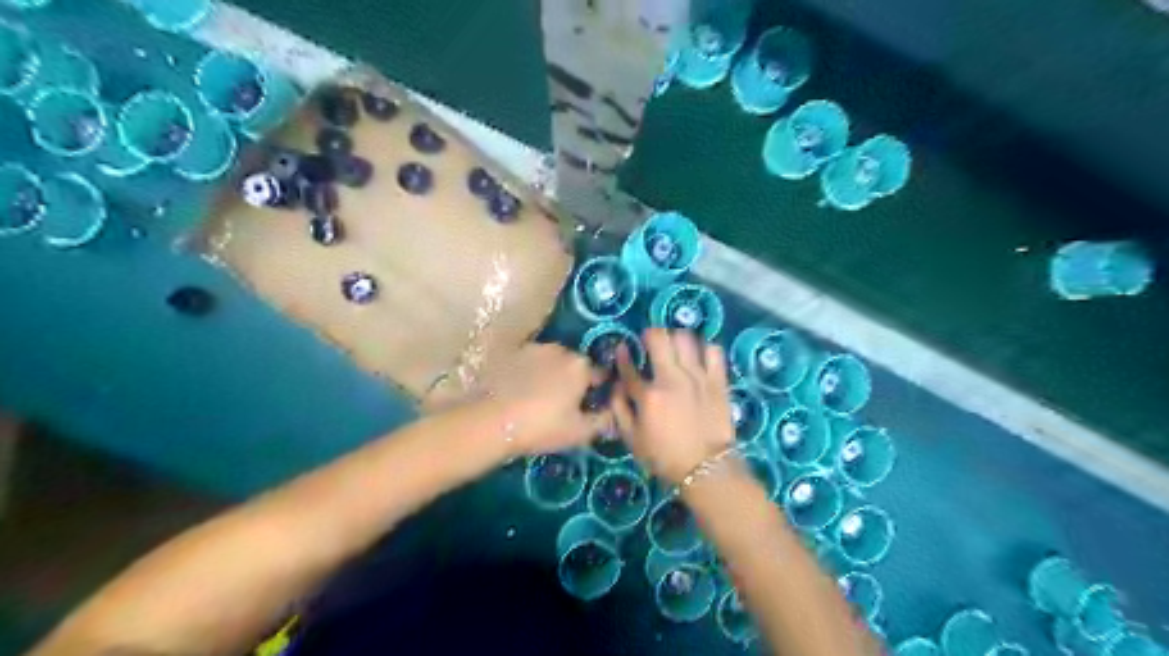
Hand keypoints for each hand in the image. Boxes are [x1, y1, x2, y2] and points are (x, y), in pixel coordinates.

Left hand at [481, 342, 610, 456]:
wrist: (492, 420)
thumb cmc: (542, 427)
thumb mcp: (580, 432)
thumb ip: (603, 421)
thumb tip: (613, 414)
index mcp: (581, 366)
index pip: (600, 376)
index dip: (598, 392)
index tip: (590, 407)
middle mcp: (560, 350)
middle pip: (575, 365)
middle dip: (573, 381)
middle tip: (564, 405)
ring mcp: (533, 348)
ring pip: (551, 361)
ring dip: (551, 374)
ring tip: (539, 397)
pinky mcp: (511, 353)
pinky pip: (528, 362)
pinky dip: (529, 372)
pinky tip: (520, 391)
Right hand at [612, 330, 728, 484]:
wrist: (707, 467)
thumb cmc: (665, 457)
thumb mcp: (633, 440)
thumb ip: (620, 411)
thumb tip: (616, 388)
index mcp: (648, 396)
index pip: (629, 367)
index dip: (622, 355)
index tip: (622, 349)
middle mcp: (672, 379)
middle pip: (659, 338)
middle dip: (651, 333)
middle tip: (650, 340)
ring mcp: (698, 377)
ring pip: (686, 338)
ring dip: (677, 337)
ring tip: (675, 346)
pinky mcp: (718, 380)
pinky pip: (714, 351)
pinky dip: (704, 348)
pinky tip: (700, 356)